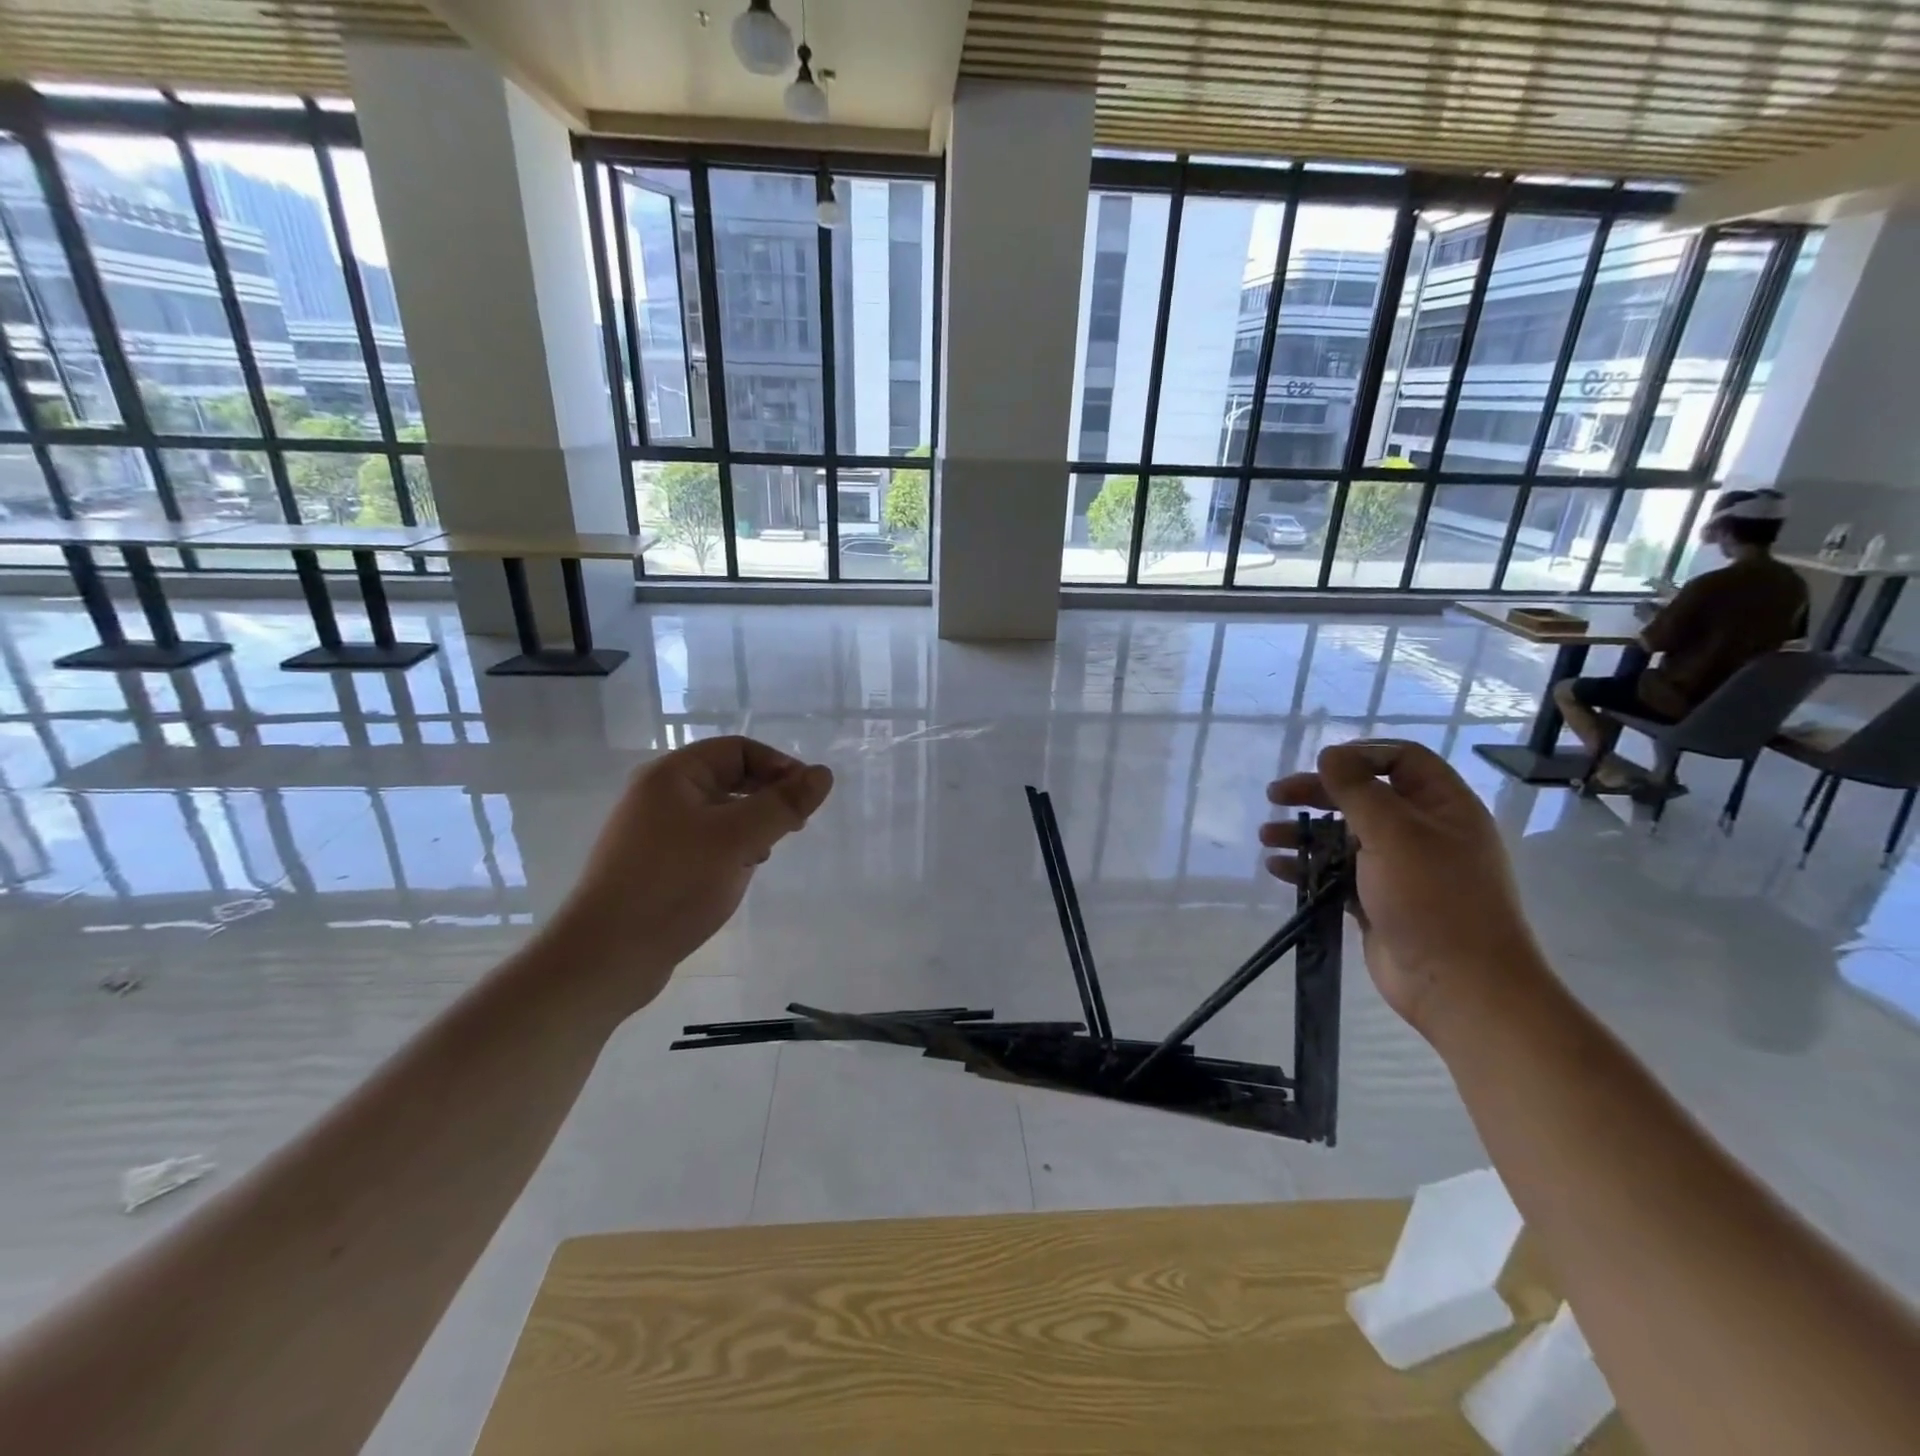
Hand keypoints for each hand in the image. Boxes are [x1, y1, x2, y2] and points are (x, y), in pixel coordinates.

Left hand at [550, 736, 832, 1009]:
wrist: (606, 956)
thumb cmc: (674, 884)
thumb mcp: (738, 839)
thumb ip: (783, 803)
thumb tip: (823, 774)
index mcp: (672, 774)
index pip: (739, 749)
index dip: (779, 766)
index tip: (806, 799)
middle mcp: (659, 794)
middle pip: (729, 778)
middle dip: (767, 797)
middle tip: (795, 826)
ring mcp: (653, 831)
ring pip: (719, 813)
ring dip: (751, 826)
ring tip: (766, 854)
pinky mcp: (654, 864)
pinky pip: (704, 841)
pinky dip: (730, 849)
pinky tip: (739, 874)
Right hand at [1260, 740, 1545, 1043]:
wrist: (1459, 986)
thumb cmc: (1433, 898)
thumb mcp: (1394, 833)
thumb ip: (1358, 790)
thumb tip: (1330, 754)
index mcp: (1443, 807)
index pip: (1402, 760)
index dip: (1359, 756)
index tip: (1319, 766)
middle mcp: (1423, 832)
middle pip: (1364, 796)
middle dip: (1318, 793)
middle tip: (1276, 796)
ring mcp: (1400, 869)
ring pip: (1345, 836)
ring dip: (1305, 832)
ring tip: (1267, 836)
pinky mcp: (1378, 901)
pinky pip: (1337, 873)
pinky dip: (1308, 867)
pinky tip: (1278, 868)